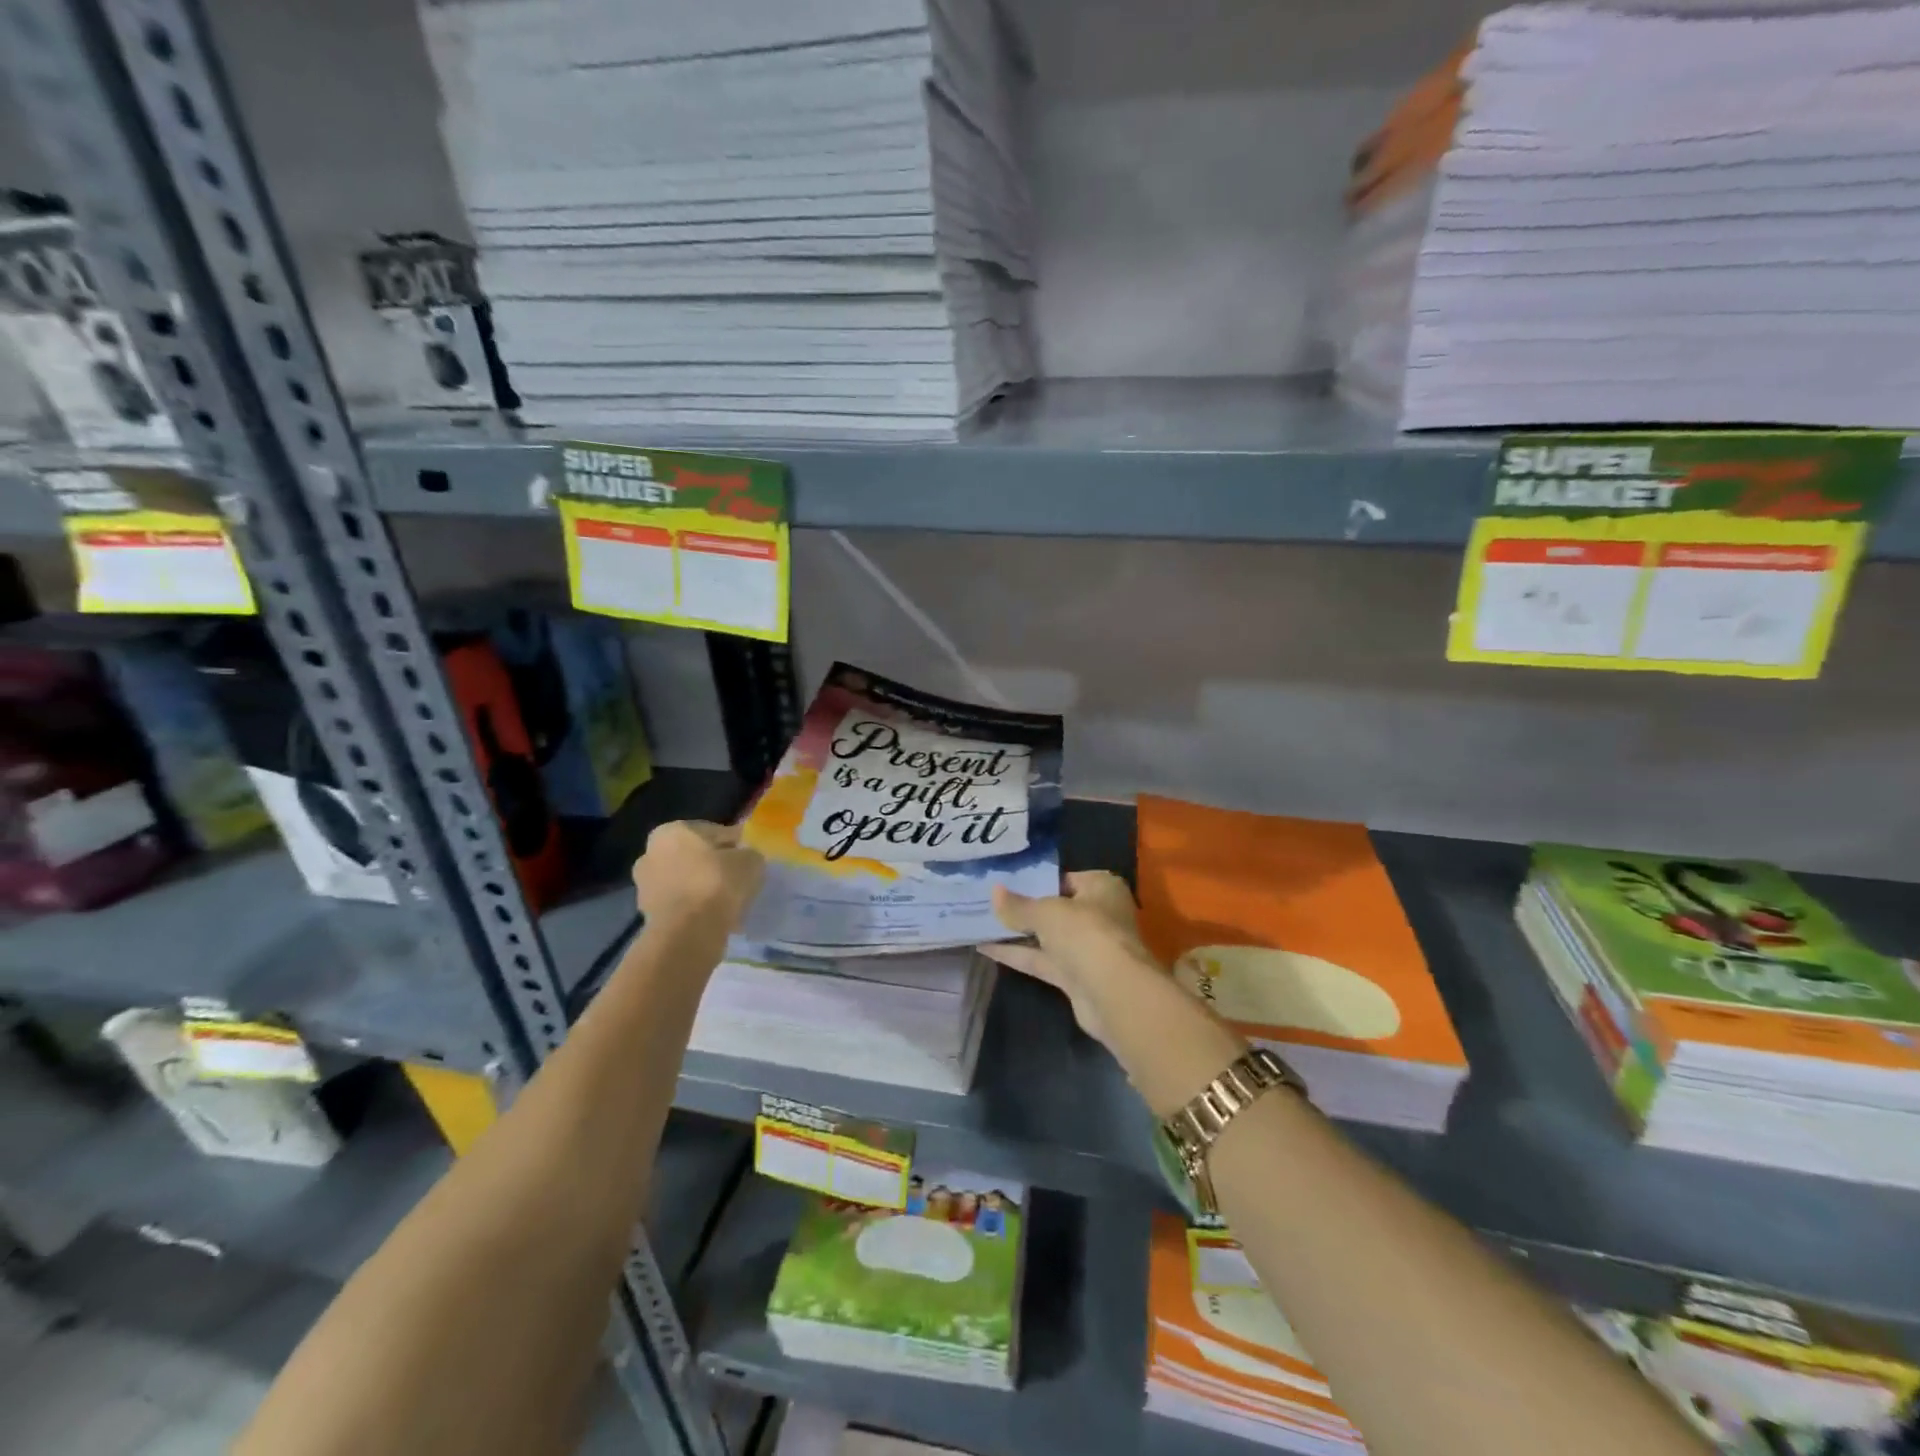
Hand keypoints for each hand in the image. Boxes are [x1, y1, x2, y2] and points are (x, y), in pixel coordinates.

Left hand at [632, 821, 763, 939]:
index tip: (750, 858)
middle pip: (694, 856)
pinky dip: (695, 908)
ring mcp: (645, 885)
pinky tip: (715, 917)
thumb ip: (748, 854)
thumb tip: (745, 858)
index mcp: (672, 831)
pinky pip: (680, 904)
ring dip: (703, 888)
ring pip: (685, 882)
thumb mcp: (750, 860)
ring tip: (729, 902)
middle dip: (714, 866)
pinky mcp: (647, 914)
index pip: (713, 832)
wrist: (687, 933)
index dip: (735, 844)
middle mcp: (651, 853)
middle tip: (739, 880)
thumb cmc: (717, 884)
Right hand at [979, 872, 1162, 1047]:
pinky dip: (1017, 954)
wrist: (1113, 992)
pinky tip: (985, 947)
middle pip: (1056, 908)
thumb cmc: (1085, 933)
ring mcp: (1088, 948)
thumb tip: (994, 892)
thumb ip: (1018, 906)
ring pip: (1047, 937)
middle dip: (1025, 908)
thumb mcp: (1046, 912)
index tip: (1006, 881)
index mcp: (1101, 888)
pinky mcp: (1075, 976)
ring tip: (980, 922)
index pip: (1065, 878)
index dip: (1036, 880)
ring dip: (1017, 933)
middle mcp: (1098, 915)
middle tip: (988, 901)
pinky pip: (1042, 960)